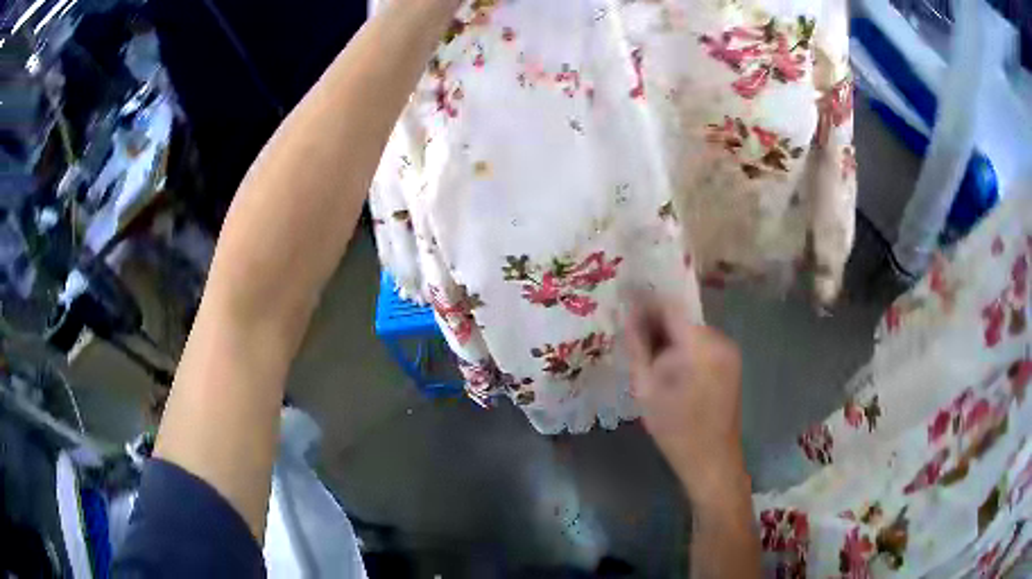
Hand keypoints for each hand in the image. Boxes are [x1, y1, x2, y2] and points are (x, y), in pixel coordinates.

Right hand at [626, 295, 747, 496]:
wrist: (711, 460)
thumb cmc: (675, 429)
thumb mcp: (646, 389)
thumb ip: (638, 348)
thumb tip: (628, 316)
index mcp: (700, 345)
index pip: (670, 307)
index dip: (645, 303)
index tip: (624, 305)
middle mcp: (720, 340)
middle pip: (682, 319)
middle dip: (657, 325)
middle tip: (633, 340)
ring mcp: (729, 351)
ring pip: (691, 333)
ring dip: (670, 339)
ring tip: (649, 360)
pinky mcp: (731, 363)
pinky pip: (702, 345)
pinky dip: (684, 350)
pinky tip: (671, 371)